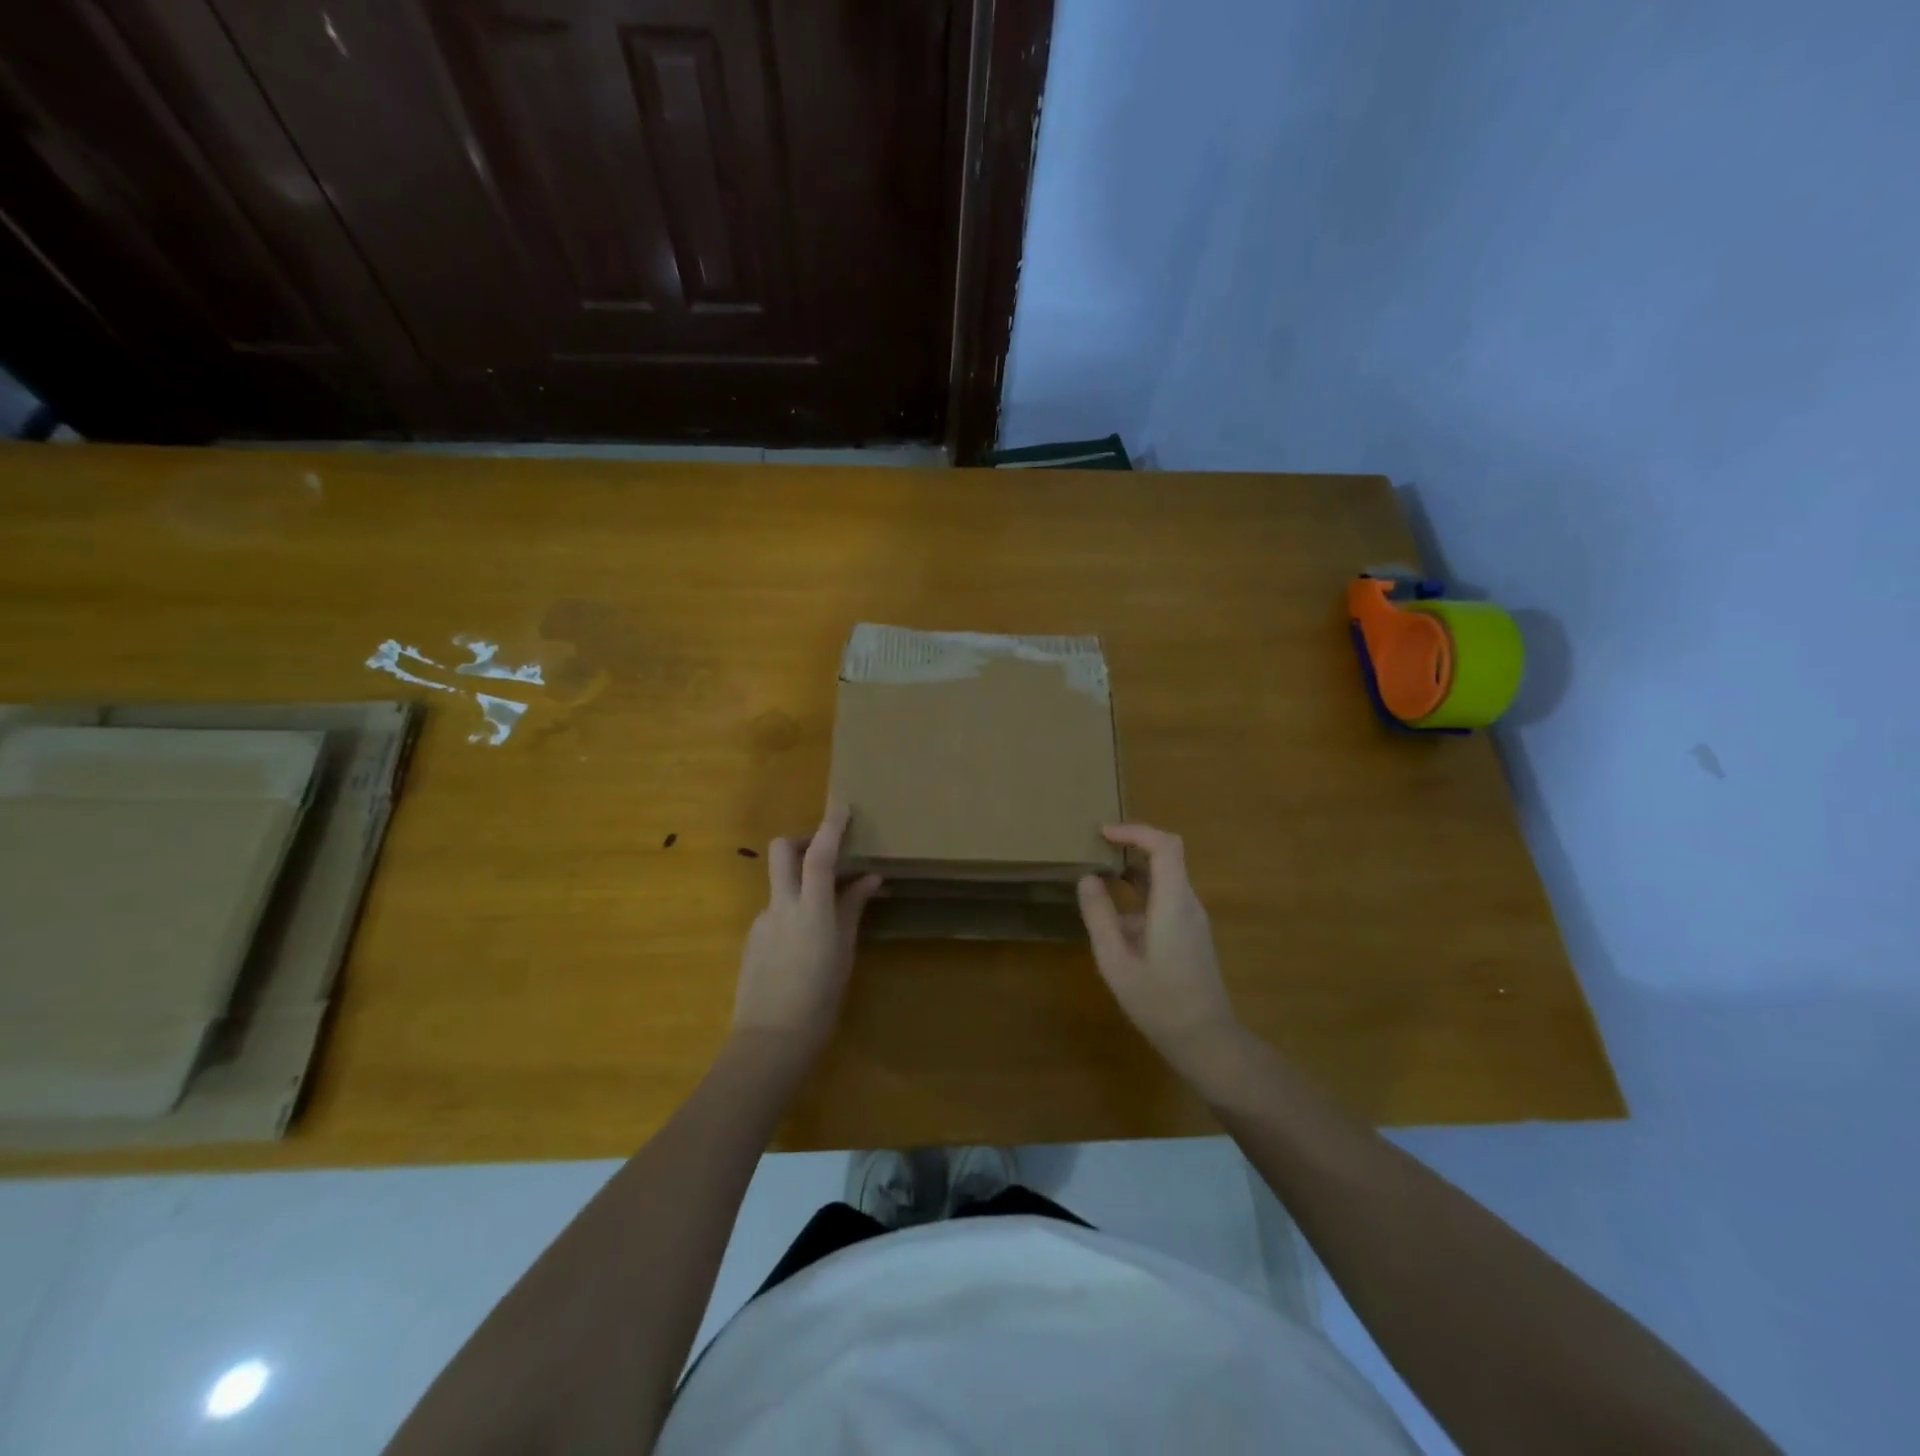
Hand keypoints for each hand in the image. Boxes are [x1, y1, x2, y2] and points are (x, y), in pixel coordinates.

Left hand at [732, 804, 881, 1064]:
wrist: (770, 1040)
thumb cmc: (820, 998)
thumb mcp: (844, 953)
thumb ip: (852, 910)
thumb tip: (869, 879)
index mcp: (811, 910)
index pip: (820, 855)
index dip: (831, 827)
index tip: (842, 807)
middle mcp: (781, 906)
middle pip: (782, 851)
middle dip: (802, 840)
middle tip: (825, 855)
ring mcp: (762, 921)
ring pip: (780, 884)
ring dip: (801, 884)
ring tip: (825, 918)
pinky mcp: (752, 939)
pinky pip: (776, 912)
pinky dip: (792, 913)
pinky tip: (803, 947)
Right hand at [1077, 824, 1240, 1074]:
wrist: (1205, 1040)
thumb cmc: (1158, 1001)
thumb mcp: (1115, 960)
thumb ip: (1099, 916)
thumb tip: (1087, 879)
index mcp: (1173, 903)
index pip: (1164, 845)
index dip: (1135, 832)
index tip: (1103, 834)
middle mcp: (1188, 903)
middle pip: (1166, 856)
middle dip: (1131, 846)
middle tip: (1095, 850)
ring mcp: (1193, 919)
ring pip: (1165, 879)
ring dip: (1133, 872)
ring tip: (1098, 879)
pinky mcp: (1191, 935)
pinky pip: (1166, 899)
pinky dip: (1140, 894)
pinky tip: (1115, 920)